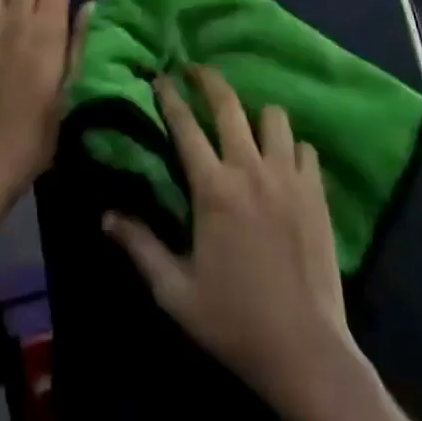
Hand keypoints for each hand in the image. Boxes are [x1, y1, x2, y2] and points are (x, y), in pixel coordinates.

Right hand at [104, 67, 358, 417]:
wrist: (305, 350)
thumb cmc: (234, 320)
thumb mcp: (175, 291)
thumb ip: (140, 247)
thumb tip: (105, 216)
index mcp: (212, 188)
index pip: (184, 125)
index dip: (169, 96)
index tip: (160, 76)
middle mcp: (250, 169)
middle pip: (228, 103)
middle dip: (208, 78)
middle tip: (195, 69)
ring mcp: (287, 177)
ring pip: (273, 116)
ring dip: (256, 114)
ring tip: (246, 124)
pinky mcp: (316, 192)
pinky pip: (304, 148)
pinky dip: (291, 147)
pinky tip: (282, 161)